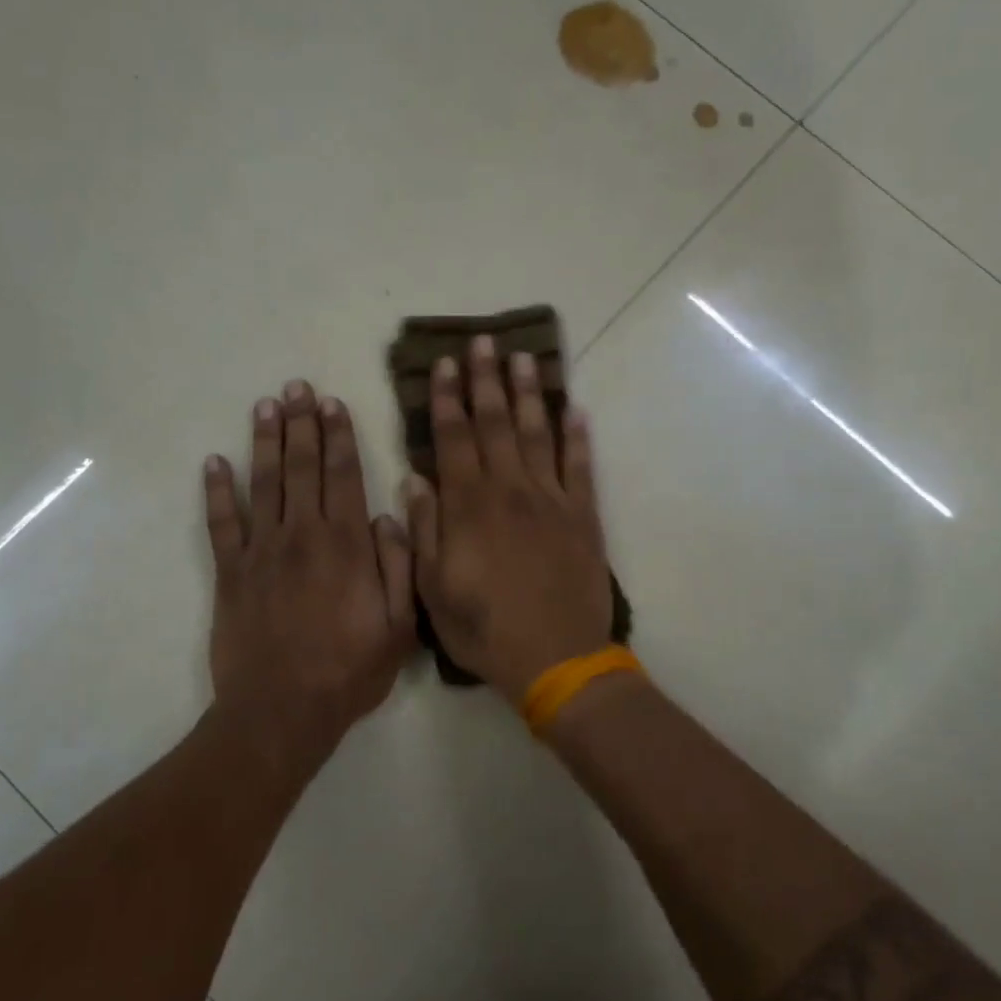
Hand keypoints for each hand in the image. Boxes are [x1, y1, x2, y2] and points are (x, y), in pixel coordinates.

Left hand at [205, 380, 414, 752]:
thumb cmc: (348, 672)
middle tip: (297, 387)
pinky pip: (221, 523)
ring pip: (263, 483)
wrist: (282, 712)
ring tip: (266, 406)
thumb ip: (400, 567)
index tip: (333, 403)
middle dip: (302, 424)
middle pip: (302, 467)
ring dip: (265, 441)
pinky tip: (214, 462)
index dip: (339, 436)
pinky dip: (217, 491)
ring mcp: (261, 551)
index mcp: (347, 545)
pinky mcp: (230, 572)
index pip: (344, 475)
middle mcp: (303, 535)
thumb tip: (390, 516)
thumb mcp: (399, 627)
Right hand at [406, 335, 612, 701]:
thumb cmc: (484, 628)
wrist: (557, 658)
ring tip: (525, 358)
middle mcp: (510, 490)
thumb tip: (416, 480)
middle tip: (485, 342)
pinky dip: (578, 437)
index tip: (446, 365)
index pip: (454, 438)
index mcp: (469, 506)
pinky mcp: (583, 516)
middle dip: (487, 380)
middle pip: (496, 424)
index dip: (449, 398)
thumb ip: (423, 530)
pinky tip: (575, 410)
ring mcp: (551, 500)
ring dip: (530, 394)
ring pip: (538, 434)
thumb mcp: (432, 589)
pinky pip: (581, 467)